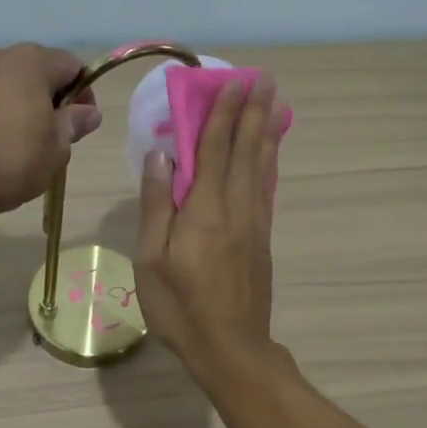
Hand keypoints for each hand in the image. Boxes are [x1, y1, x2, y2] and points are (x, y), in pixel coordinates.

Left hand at [0, 44, 102, 217]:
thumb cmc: (9, 160)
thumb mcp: (56, 149)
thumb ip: (74, 124)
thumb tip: (89, 112)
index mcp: (31, 61)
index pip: (72, 65)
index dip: (83, 93)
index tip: (80, 124)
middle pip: (35, 70)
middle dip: (48, 97)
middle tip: (50, 135)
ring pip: (3, 82)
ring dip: (16, 102)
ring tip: (15, 140)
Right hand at [133, 76, 282, 381]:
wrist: (231, 348)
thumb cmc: (180, 307)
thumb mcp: (152, 259)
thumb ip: (157, 205)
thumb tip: (160, 155)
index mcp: (205, 209)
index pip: (214, 149)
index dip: (222, 114)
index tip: (232, 82)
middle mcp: (236, 207)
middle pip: (244, 150)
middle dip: (252, 112)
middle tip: (264, 79)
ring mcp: (254, 223)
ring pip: (261, 166)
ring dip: (266, 131)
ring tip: (274, 103)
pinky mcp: (262, 239)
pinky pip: (266, 188)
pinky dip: (269, 163)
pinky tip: (270, 153)